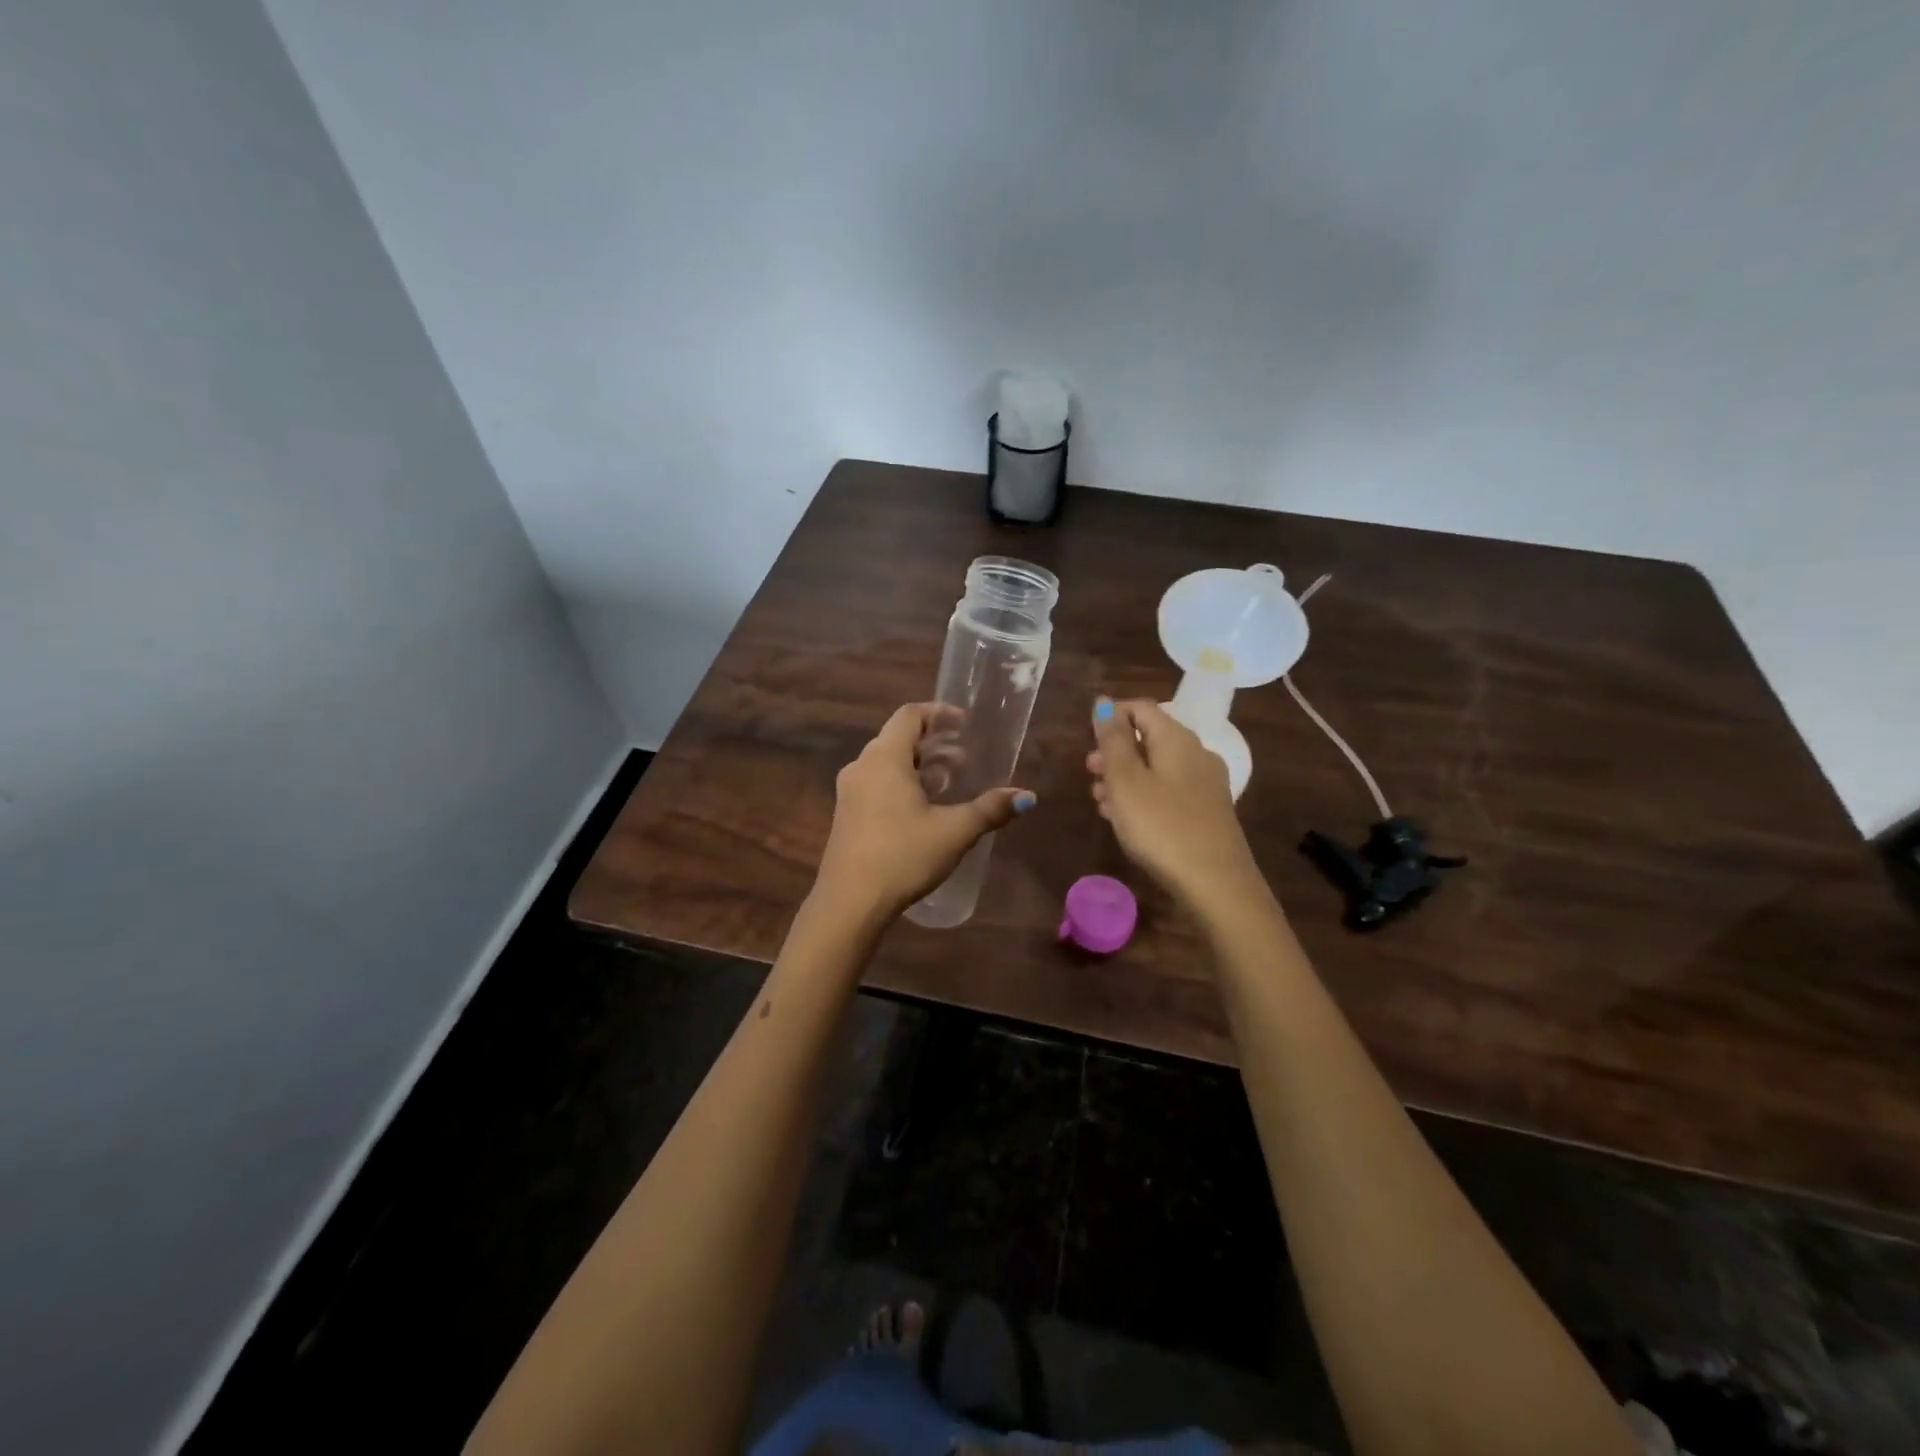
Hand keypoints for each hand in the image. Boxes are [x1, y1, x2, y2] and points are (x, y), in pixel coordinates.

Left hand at [816, 703, 1035, 919]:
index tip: (964, 724)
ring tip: (948, 782)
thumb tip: (1026, 796)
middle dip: (934, 743)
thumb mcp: (954, 831)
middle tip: (964, 760)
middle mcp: (862, 766)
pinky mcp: (845, 814)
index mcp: (884, 758)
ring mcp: (849, 791)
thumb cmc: (903, 855)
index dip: (939, 714)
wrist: (849, 902)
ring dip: (919, 765)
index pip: (910, 715)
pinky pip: (876, 783)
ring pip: (886, 763)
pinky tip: (922, 809)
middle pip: (898, 738)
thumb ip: (990, 809)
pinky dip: (902, 783)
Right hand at [1087, 696, 1264, 914]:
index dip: (1111, 715)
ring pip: (1157, 767)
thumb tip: (1103, 703)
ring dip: (1125, 777)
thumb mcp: (1125, 781)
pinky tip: (1126, 819)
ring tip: (1100, 801)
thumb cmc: (1161, 826)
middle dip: (1115, 751)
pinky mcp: (1207, 812)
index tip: (1086, 737)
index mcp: (1177, 739)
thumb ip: (1112, 740)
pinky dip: (1144, 796)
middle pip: (1150, 738)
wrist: (1215, 884)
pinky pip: (1168, 791)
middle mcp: (1196, 754)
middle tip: (1089, 772)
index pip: (1141, 708)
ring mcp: (1205, 784)